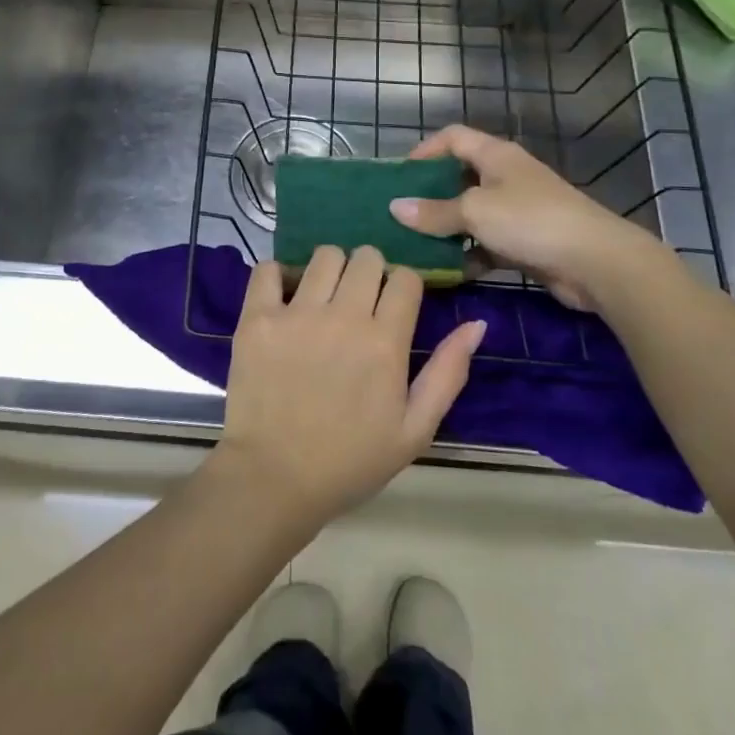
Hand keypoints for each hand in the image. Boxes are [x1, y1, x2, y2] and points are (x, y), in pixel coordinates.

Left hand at [212, 245, 485, 532]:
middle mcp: (343, 317)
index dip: (404, 287)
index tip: (394, 306)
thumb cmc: (349, 461)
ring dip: (330, 269)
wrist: (274, 480)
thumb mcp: (414, 430)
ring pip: (324, 255)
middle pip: (367, 257)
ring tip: (323, 297)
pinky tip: (283, 297)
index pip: (406, 278)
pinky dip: (278, 275)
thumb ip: (447, 373)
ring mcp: (296, 314)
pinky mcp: (257, 318)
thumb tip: (477, 325)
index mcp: (385, 342)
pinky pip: (269, 269)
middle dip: (370, 271)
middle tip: (359, 300)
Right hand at [388, 125, 668, 310]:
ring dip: (448, 228)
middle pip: (459, 176)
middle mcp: (506, 176)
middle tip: (402, 214)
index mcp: (495, 155)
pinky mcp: (525, 241)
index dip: (424, 150)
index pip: (452, 137)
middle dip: (431, 194)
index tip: (399, 176)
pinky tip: (450, 271)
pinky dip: (469, 254)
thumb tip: (395, 207)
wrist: (596, 262)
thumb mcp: (475, 212)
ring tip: (417, 245)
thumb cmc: (531, 221)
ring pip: (472, 213)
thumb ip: (434, 211)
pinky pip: (487, 243)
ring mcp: (518, 209)